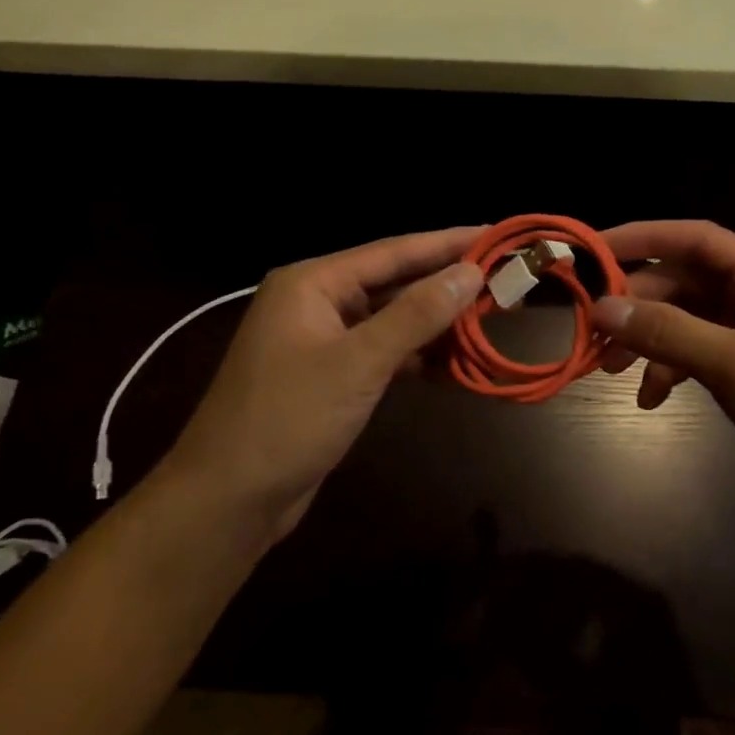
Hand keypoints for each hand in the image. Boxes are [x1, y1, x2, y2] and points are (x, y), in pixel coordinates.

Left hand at [162, 227, 483, 544]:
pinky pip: (385, 352)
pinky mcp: (332, 376)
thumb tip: (471, 273)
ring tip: (492, 316)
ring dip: (437, 323)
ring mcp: (324, 340)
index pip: (394, 251)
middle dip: (448, 284)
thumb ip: (416, 315)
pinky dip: (418, 356)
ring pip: (392, 320)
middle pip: (395, 283)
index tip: (496, 234)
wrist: (229, 500)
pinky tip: (456, 361)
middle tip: (505, 278)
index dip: (448, 243)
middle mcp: (318, 302)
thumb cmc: (288, 419)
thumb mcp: (359, 362)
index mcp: (313, 283)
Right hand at [590, 221, 734, 520]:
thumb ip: (666, 331)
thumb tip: (601, 307)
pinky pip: (700, 351)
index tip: (592, 251)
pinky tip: (651, 397)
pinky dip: (672, 368)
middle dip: (640, 304)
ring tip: (612, 371)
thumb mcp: (733, 364)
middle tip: (595, 329)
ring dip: (651, 340)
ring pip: (688, 319)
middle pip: (687, 280)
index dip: (642, 238)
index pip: (696, 238)